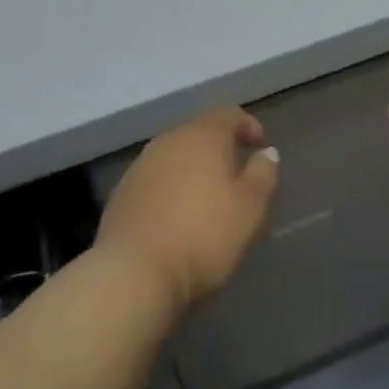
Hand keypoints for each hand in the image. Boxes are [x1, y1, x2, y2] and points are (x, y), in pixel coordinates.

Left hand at [96, 108, 278, 313]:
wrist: (133, 273)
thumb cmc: (203, 235)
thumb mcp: (250, 207)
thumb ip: (263, 174)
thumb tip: (266, 153)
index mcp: (202, 136)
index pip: (229, 114)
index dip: (247, 125)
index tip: (260, 146)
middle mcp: (169, 141)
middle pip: (199, 133)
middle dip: (220, 150)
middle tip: (237, 176)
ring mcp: (140, 166)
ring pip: (175, 157)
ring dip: (193, 170)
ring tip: (207, 200)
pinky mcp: (122, 194)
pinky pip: (155, 181)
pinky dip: (171, 190)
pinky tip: (177, 217)